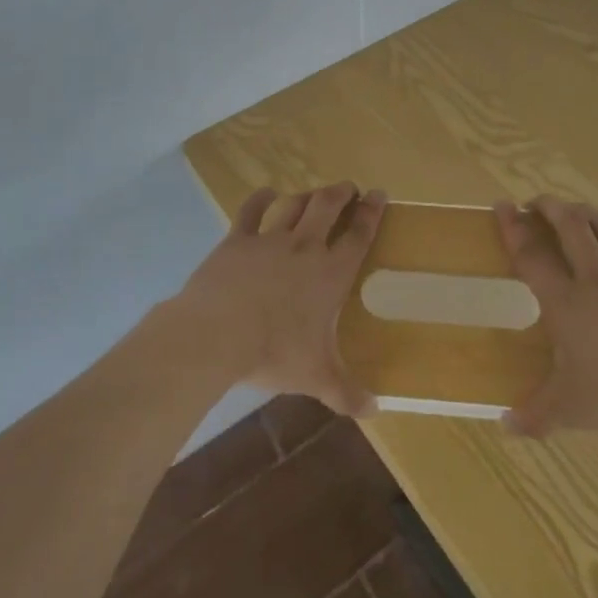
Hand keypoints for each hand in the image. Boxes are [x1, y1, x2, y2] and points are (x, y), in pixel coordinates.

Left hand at [172, 182, 386, 416]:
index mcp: (330, 274)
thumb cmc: (274, 353)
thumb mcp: (316, 378)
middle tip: (349, 187)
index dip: (371, 213)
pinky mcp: (238, 240)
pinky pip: (251, 211)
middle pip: (327, 207)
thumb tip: (375, 410)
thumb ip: (347, 393)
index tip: (379, 195)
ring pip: (294, 205)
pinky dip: (260, 199)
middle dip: (341, 193)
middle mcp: (304, 247)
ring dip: (307, 195)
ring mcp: (269, 239)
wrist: (218, 333)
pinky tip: (266, 193)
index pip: (358, 236)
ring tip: (315, 193)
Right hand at [497, 195, 597, 449]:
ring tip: (573, 210)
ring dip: (584, 211)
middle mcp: (597, 278)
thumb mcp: (575, 410)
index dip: (513, 227)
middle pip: (570, 225)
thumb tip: (505, 425)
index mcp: (567, 303)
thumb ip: (537, 415)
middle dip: (549, 206)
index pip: (531, 254)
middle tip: (536, 203)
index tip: (501, 205)